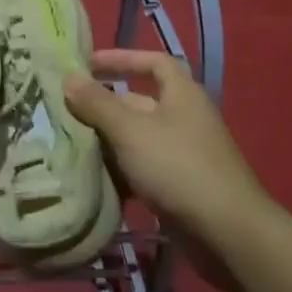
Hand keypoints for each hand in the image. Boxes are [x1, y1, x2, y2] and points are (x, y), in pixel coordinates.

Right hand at [64, 49, 268, 232]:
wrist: (226, 232)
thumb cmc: (177, 167)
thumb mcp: (130, 130)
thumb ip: (97, 103)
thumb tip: (69, 77)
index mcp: (181, 94)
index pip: (152, 62)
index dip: (121, 58)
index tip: (87, 65)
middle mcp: (184, 118)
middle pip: (138, 102)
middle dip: (103, 105)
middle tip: (64, 111)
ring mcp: (183, 153)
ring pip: (136, 137)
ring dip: (107, 140)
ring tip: (70, 144)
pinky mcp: (179, 184)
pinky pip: (142, 167)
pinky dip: (119, 169)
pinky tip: (93, 177)